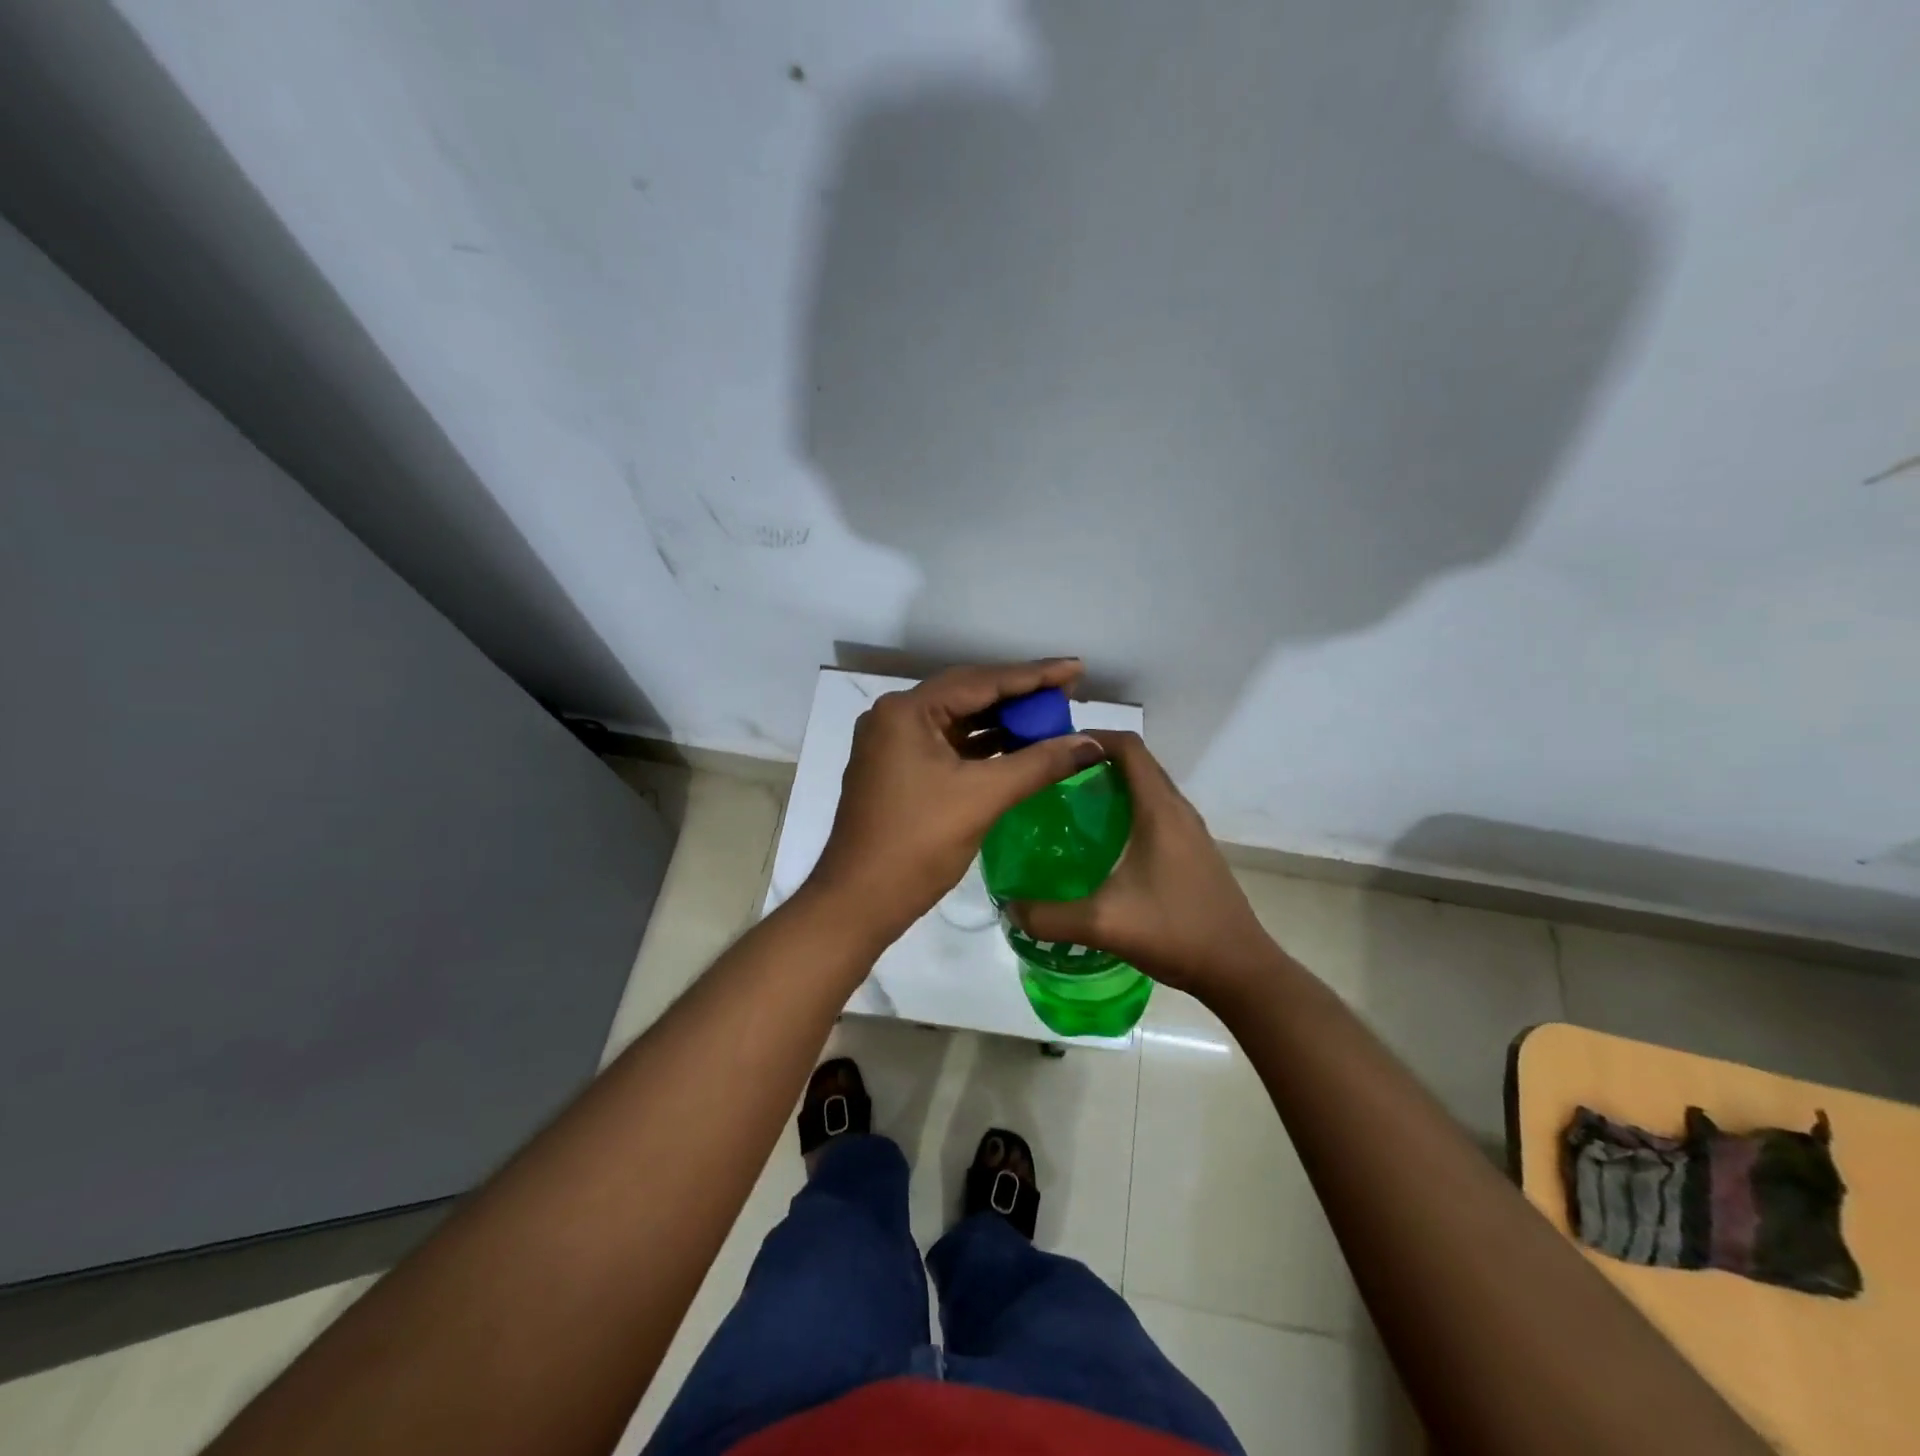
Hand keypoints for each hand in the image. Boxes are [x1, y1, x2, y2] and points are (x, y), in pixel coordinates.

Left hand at [808, 661, 1107, 944]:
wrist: (859, 901)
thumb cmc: (917, 844)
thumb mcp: (983, 797)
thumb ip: (1040, 763)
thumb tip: (1093, 743)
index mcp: (907, 711)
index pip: (981, 680)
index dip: (1034, 675)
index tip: (1077, 668)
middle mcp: (895, 716)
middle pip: (969, 694)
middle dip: (1020, 695)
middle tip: (1068, 691)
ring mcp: (893, 743)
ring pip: (959, 721)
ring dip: (1003, 721)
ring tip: (1051, 718)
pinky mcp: (898, 769)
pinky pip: (949, 745)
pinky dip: (983, 746)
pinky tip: (1018, 747)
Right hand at [1008, 730, 1277, 1006]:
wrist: (1241, 970)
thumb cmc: (1176, 932)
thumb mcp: (1103, 925)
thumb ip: (1048, 916)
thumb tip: (1008, 907)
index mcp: (1160, 810)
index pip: (1128, 747)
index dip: (1091, 737)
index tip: (1052, 750)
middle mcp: (1178, 810)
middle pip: (1136, 764)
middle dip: (1094, 761)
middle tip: (1050, 779)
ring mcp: (1190, 831)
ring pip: (1147, 789)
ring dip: (1112, 787)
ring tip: (1068, 807)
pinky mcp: (1193, 851)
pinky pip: (1156, 813)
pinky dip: (1127, 811)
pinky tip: (1102, 846)